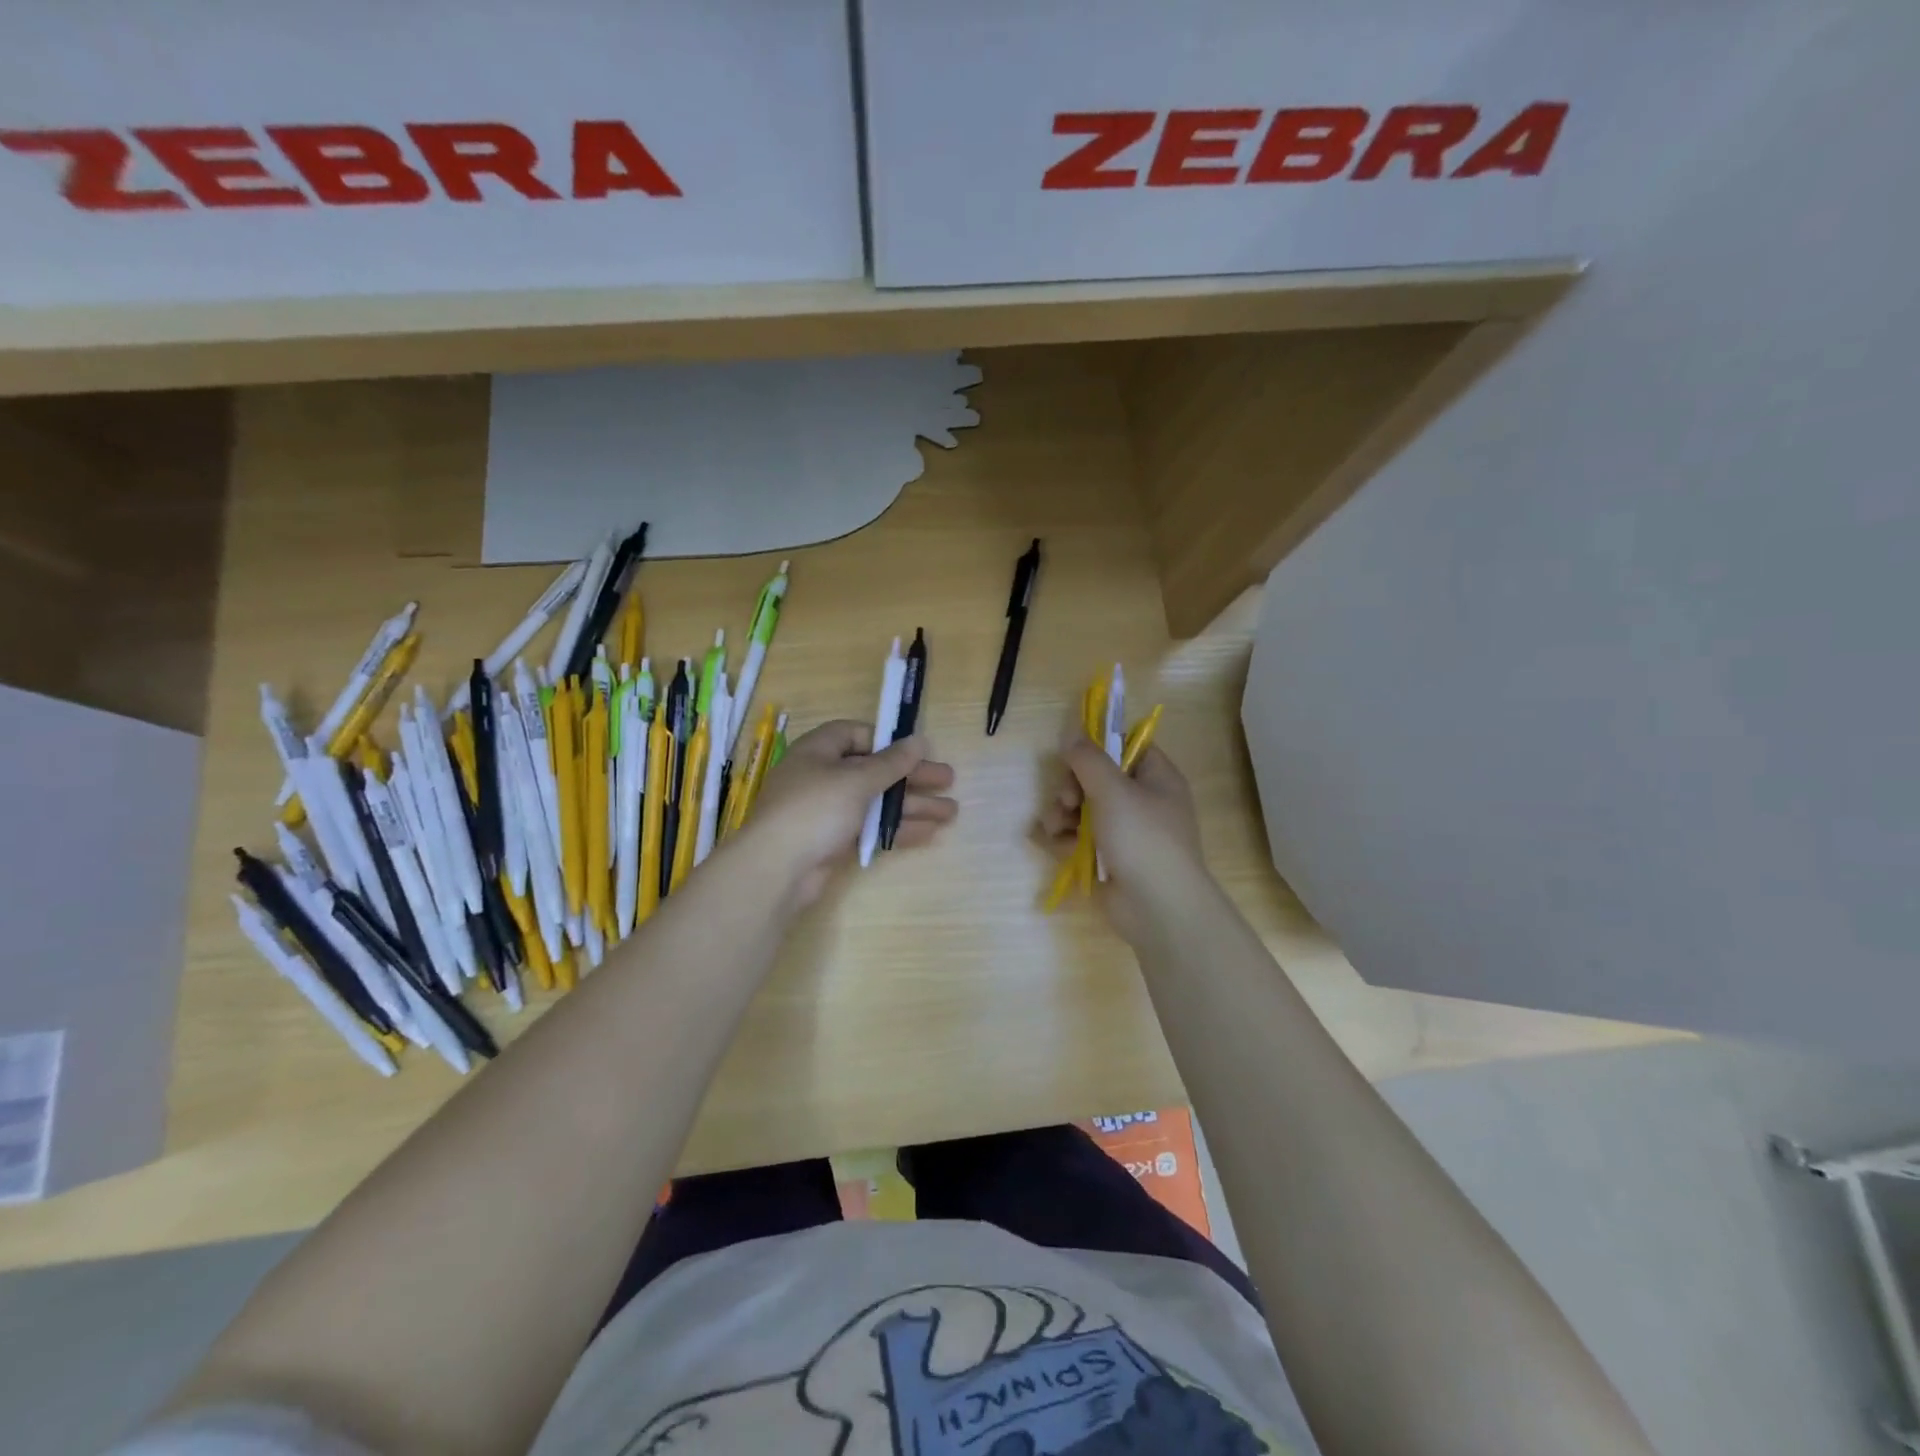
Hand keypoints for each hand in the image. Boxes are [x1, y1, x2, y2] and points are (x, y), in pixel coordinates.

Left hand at [746, 720, 957, 906]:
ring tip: (951, 812)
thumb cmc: (816, 809)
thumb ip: (891, 762)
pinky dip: (896, 828)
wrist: (777, 869)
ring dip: (912, 805)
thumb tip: (919, 740)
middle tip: (948, 780)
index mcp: (819, 751)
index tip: (916, 750)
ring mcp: (827, 811)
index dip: (887, 740)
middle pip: (874, 770)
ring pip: (876, 802)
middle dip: (911, 777)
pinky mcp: (832, 841)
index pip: (856, 734)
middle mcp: (822, 776)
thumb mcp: (857, 780)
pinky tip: (928, 833)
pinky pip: (870, 828)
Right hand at [1040, 735, 1204, 943]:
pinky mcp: (1109, 859)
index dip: (1098, 746)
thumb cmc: (1142, 838)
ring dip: (1063, 813)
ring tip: (1056, 826)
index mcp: (1156, 778)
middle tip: (1065, 799)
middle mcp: (1143, 802)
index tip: (1072, 753)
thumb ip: (1087, 759)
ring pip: (1084, 809)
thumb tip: (1072, 732)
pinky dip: (1067, 838)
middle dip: (1072, 786)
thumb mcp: (1112, 790)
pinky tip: (1056, 842)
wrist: (1158, 908)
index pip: (1126, 747)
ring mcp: (1126, 832)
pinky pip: (1081, 838)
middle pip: (1097, 778)